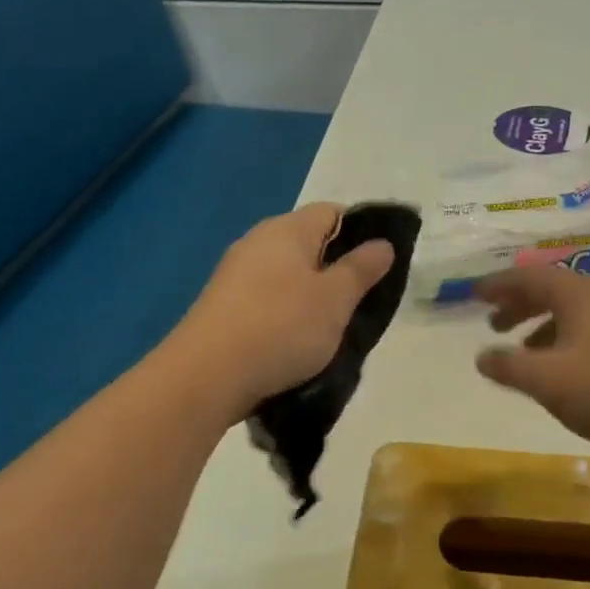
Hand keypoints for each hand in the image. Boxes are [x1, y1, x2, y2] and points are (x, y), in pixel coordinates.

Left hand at [174, 204, 394, 419]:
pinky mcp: (223, 305)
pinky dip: (285, 313)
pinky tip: (294, 341)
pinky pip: (267, 298)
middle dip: (336, 268)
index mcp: (287, 229)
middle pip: (309, 243)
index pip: (333, 212)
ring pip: (288, 274)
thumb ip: (362, 268)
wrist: (206, 376)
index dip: (361, 232)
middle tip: (359, 301)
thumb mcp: (336, 299)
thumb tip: (383, 243)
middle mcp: (258, 241)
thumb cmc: (281, 326)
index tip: (378, 266)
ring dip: (311, 295)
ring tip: (330, 328)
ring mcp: (235, 274)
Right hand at [475, 268, 589, 455]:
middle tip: (494, 324)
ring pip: (577, 310)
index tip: (474, 294)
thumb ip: (510, 367)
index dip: (498, 285)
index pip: (529, 277)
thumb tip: (482, 356)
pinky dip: (570, 337)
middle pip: (554, 290)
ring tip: (526, 351)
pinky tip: (569, 367)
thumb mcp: (549, 381)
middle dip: (520, 305)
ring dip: (545, 324)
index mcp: (580, 293)